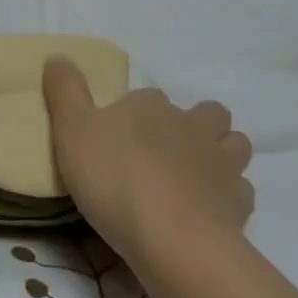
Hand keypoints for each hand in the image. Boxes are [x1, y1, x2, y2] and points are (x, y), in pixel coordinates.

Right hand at [41, 58, 252, 261]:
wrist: (173, 240)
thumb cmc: (114, 179)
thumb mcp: (71, 130)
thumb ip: (64, 91)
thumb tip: (57, 56)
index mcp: (150, 106)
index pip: (148, 97)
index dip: (136, 113)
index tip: (119, 135)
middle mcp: (191, 125)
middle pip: (207, 112)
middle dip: (194, 123)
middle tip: (168, 149)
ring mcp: (222, 163)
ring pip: (234, 144)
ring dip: (221, 152)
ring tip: (196, 174)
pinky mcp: (239, 203)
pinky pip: (240, 190)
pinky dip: (227, 195)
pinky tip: (208, 210)